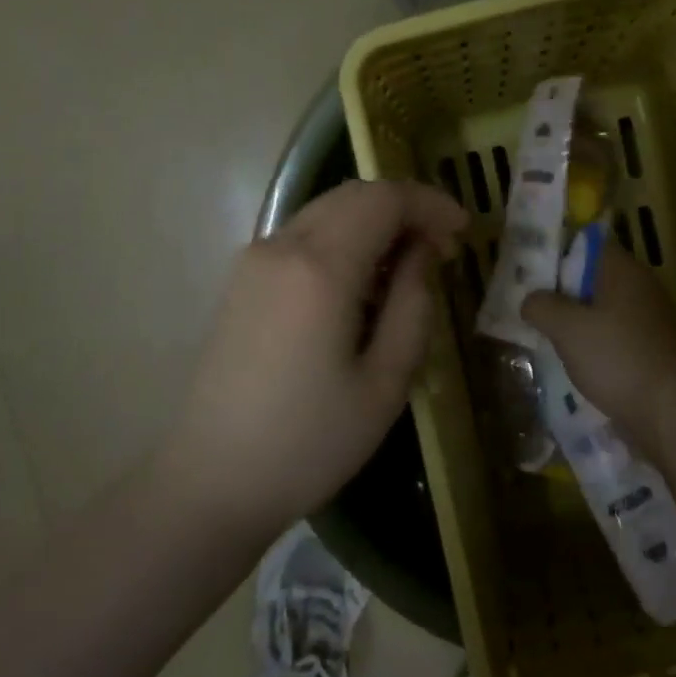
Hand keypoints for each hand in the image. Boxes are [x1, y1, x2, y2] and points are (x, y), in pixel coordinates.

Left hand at [163, 180, 468, 536]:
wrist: (212, 481)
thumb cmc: (309, 442)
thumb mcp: (385, 381)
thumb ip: (413, 304)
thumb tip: (423, 253)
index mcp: (320, 268)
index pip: (384, 199)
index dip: (431, 204)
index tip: (463, 232)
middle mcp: (281, 247)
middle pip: (353, 195)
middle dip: (405, 208)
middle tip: (442, 247)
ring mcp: (253, 261)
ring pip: (326, 211)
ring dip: (373, 221)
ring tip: (407, 265)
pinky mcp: (241, 281)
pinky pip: (302, 236)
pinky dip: (342, 239)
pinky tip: (361, 282)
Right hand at [522, 245, 675, 450]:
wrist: (673, 413)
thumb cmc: (618, 358)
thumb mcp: (568, 329)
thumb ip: (542, 307)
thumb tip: (530, 300)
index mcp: (623, 270)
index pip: (587, 244)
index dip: (557, 252)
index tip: (528, 270)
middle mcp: (641, 289)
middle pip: (593, 279)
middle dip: (561, 292)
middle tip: (528, 306)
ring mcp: (650, 322)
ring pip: (602, 312)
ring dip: (575, 323)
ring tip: (544, 336)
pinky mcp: (652, 352)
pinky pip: (614, 339)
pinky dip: (593, 347)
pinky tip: (573, 364)